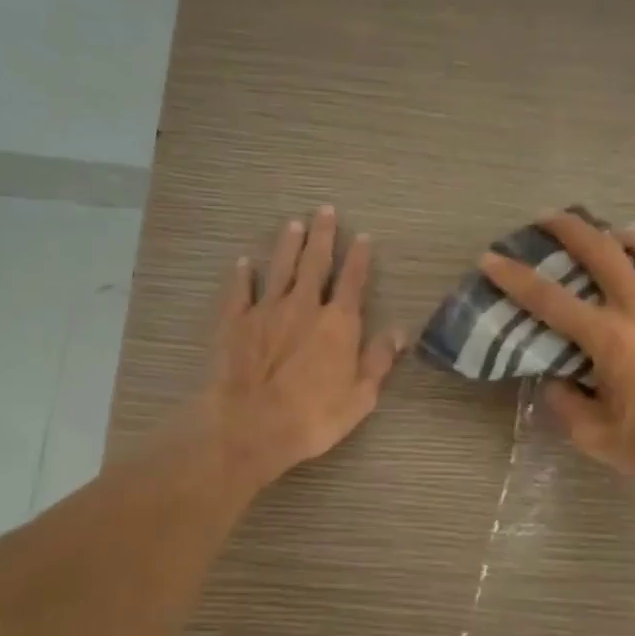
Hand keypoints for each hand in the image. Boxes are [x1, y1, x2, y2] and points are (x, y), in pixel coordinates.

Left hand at [195, 205, 406, 488]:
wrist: (250, 425)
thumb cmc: (312, 417)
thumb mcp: (360, 396)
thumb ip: (379, 360)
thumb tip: (399, 332)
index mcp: (338, 323)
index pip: (353, 281)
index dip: (359, 258)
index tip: (362, 236)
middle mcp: (304, 306)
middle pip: (315, 263)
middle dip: (322, 236)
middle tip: (324, 210)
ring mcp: (266, 310)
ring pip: (280, 268)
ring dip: (288, 245)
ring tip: (293, 224)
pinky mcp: (235, 322)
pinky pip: (240, 291)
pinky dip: (243, 275)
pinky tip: (244, 263)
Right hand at [479, 212, 634, 505]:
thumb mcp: (592, 435)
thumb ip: (563, 401)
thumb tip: (555, 377)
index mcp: (609, 338)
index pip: (548, 299)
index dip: (513, 277)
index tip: (489, 258)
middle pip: (598, 249)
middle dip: (565, 228)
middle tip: (544, 220)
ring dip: (613, 234)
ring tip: (600, 239)